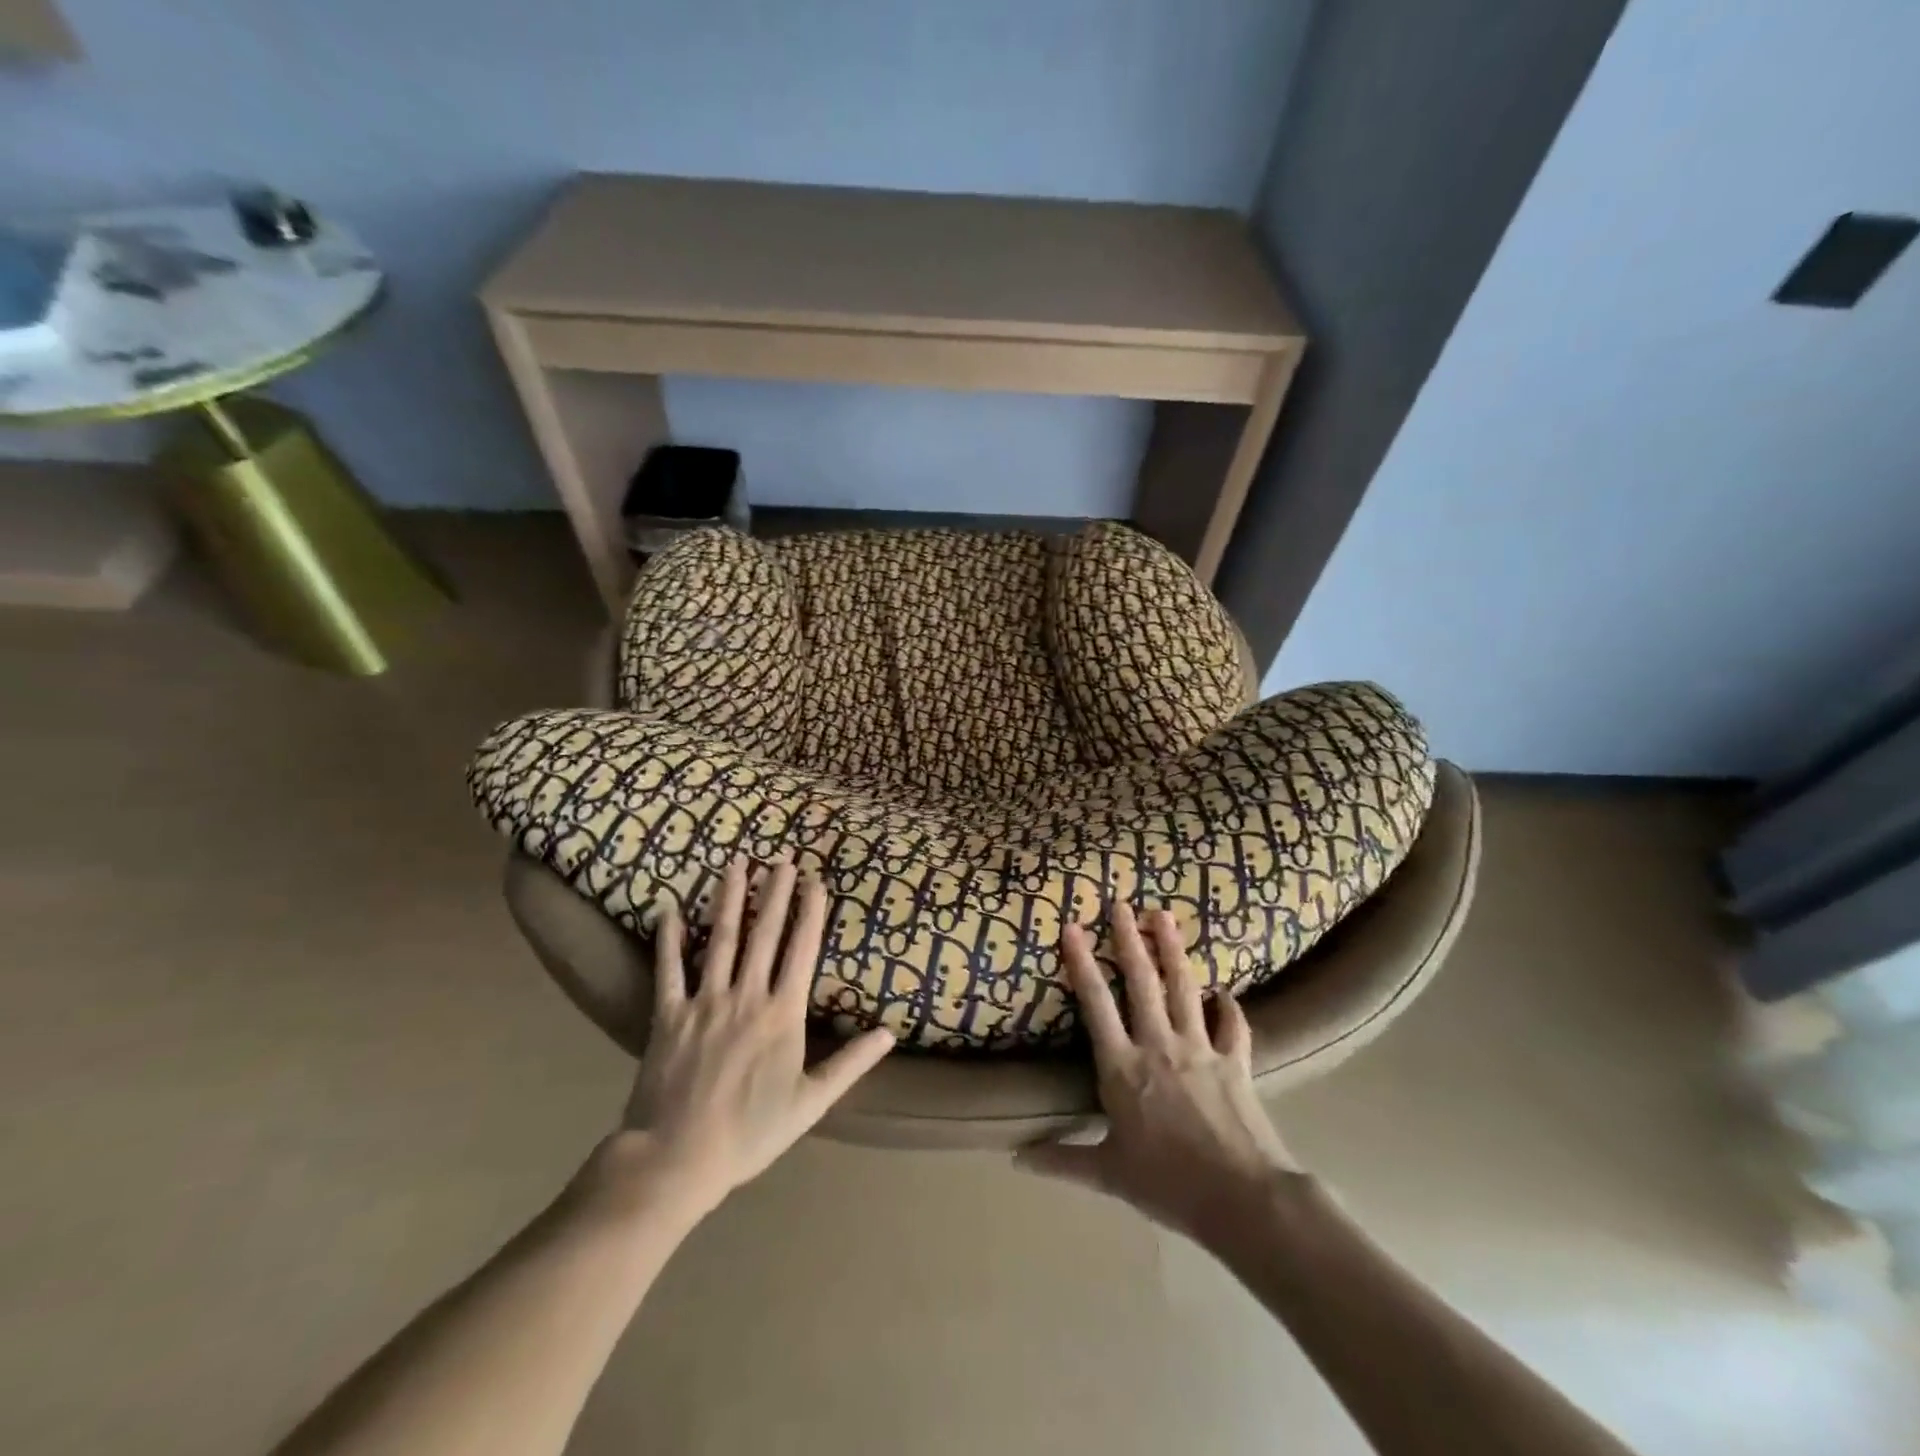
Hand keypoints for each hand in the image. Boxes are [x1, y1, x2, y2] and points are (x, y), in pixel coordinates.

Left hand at [610, 857, 894, 1214]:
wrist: (678, 1158)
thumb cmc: (751, 1132)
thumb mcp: (812, 1102)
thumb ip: (851, 1063)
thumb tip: (890, 1033)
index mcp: (782, 1013)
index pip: (801, 950)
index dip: (809, 912)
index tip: (814, 880)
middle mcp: (746, 995)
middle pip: (764, 933)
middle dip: (775, 892)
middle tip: (782, 857)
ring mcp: (705, 1001)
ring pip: (720, 938)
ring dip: (730, 898)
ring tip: (737, 864)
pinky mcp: (670, 1014)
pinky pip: (668, 969)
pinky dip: (668, 938)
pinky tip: (669, 909)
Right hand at [1016, 903, 1299, 1241]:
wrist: (1242, 1199)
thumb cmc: (1168, 1184)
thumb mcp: (1108, 1174)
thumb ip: (1062, 1161)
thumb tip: (1016, 1159)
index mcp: (1122, 1067)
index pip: (1096, 1005)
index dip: (1081, 963)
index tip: (1072, 927)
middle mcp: (1158, 1045)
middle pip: (1142, 982)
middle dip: (1129, 939)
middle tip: (1122, 904)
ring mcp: (1200, 1049)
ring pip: (1184, 988)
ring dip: (1173, 950)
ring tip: (1164, 916)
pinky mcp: (1235, 1062)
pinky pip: (1233, 1026)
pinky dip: (1229, 1008)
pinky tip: (1224, 993)